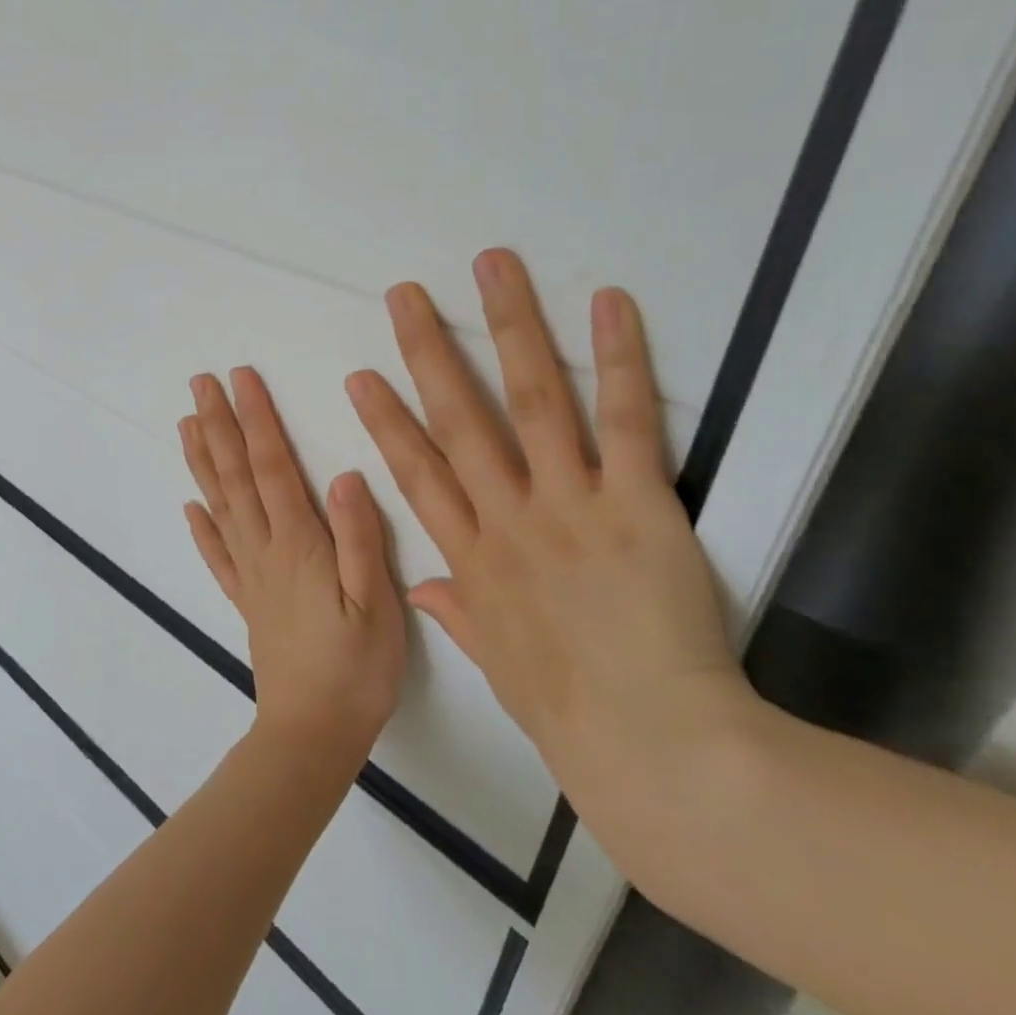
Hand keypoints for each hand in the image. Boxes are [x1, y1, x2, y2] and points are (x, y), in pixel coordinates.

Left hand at [179, 368, 406, 769]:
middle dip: (219, 425)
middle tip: (199, 383)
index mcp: (297, 544)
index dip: (256, 419)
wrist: (312, 734)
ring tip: (186, 424)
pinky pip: (217, 556)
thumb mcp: (376, 603)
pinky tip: (189, 506)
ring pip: (219, 506)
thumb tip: (346, 475)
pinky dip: (201, 527)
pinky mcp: (246, 601)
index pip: (271, 466)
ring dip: (202, 461)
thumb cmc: (356, 669)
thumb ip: (360, 538)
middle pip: (235, 477)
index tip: (240, 378)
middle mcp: (264, 550)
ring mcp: (249, 576)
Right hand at [345, 248, 753, 844]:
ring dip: (509, 328)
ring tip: (491, 267)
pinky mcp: (636, 504)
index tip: (362, 376)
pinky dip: (616, 359)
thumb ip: (458, 612)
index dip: (387, 420)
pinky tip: (606, 303)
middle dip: (428, 351)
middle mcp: (507, 516)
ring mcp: (568, 504)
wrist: (653, 747)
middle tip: (406, 295)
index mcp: (471, 557)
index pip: (416, 473)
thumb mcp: (498, 663)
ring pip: (530, 401)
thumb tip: (423, 587)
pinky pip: (623, 422)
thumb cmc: (569, 711)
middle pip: (458, 419)